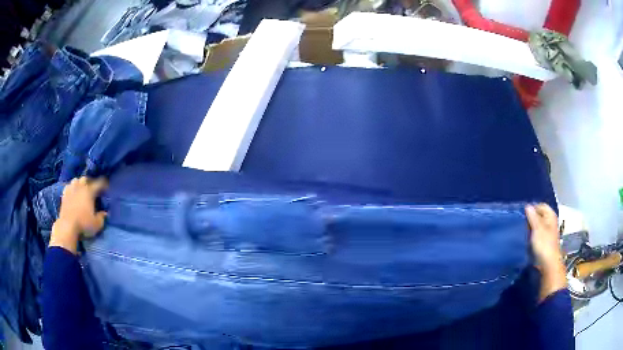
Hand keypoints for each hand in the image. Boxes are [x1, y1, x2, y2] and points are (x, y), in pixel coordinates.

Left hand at [50, 177, 107, 253]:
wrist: (67, 226)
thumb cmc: (83, 224)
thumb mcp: (97, 224)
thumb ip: (102, 217)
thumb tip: (105, 213)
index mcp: (89, 191)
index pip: (99, 183)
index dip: (104, 185)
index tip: (107, 188)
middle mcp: (80, 187)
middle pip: (85, 178)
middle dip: (89, 182)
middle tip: (92, 190)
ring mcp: (71, 189)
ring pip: (76, 180)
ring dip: (79, 183)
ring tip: (81, 190)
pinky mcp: (64, 195)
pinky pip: (68, 186)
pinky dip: (71, 188)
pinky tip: (72, 193)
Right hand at [526, 203, 561, 267]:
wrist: (548, 263)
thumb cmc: (544, 244)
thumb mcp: (537, 228)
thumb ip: (532, 216)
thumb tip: (527, 206)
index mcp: (550, 215)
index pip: (540, 206)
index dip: (532, 209)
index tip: (523, 216)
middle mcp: (550, 221)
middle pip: (539, 215)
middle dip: (531, 219)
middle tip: (523, 224)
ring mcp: (547, 232)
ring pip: (537, 225)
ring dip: (530, 228)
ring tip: (524, 232)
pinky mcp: (544, 241)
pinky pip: (536, 234)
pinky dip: (532, 235)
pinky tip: (527, 239)